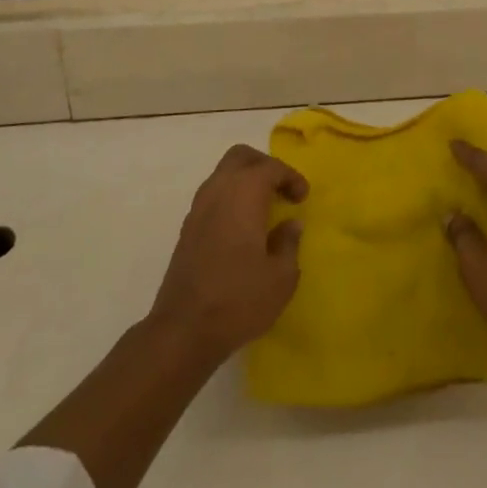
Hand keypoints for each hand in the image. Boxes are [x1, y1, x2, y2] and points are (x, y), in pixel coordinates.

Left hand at [147, 144, 307, 362]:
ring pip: (223, 174)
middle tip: (282, 190)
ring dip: (245, 181)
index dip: (291, 177)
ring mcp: (198, 207)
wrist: (184, 329)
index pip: (271, 167)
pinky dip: (231, 198)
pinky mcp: (187, 227)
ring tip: (264, 208)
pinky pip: (213, 195)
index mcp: (244, 193)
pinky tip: (242, 226)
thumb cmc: (239, 299)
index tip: (302, 198)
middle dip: (264, 166)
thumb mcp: (281, 277)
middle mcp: (218, 190)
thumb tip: (290, 224)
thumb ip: (289, 243)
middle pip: (241, 157)